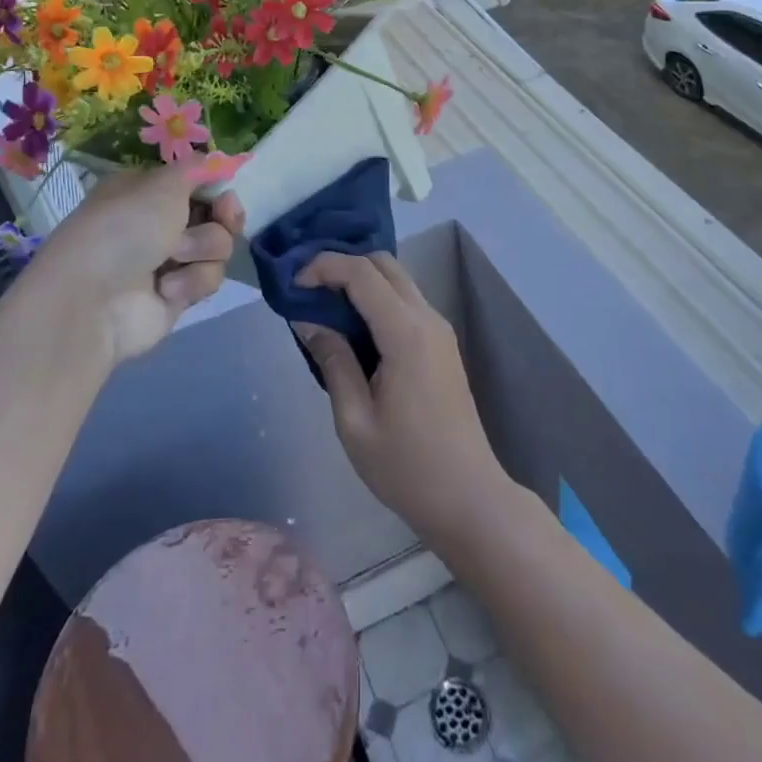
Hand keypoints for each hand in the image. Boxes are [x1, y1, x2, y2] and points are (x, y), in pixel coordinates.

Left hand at [26, 167, 243, 366]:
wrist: (94, 300)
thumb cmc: (125, 227)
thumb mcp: (162, 183)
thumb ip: (196, 168)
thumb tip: (214, 161)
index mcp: (147, 191)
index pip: (195, 183)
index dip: (216, 186)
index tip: (226, 190)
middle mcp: (157, 223)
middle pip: (214, 215)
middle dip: (223, 217)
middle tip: (223, 217)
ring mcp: (168, 261)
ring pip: (217, 247)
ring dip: (202, 248)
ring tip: (174, 257)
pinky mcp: (177, 294)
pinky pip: (208, 279)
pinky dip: (192, 280)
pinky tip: (166, 288)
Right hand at [294, 252, 511, 549]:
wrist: (469, 498)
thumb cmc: (407, 467)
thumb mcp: (355, 421)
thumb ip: (333, 362)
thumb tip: (309, 321)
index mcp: (406, 333)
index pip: (361, 273)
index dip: (324, 267)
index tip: (293, 285)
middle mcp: (427, 318)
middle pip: (383, 263)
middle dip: (342, 265)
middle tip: (306, 290)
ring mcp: (439, 329)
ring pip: (396, 279)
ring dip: (360, 279)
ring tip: (323, 304)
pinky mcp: (441, 343)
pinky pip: (405, 300)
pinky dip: (376, 297)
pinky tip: (352, 324)